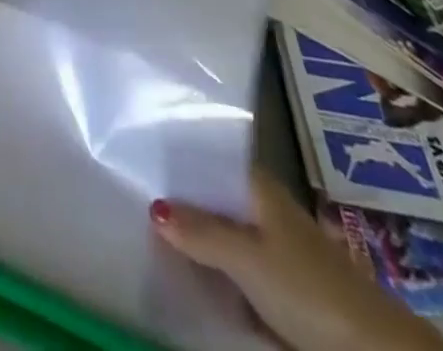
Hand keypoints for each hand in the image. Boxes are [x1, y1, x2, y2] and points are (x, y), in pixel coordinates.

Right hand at [151, 172, 442, 350]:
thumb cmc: (309, 288)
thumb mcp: (248, 258)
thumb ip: (200, 231)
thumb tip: (152, 204)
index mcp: (258, 187)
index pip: (208, 158)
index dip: (176, 158)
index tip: (136, 154)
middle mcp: (264, 208)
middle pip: (212, 198)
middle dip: (179, 201)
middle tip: (132, 195)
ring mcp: (273, 248)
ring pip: (221, 234)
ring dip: (194, 238)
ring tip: (149, 232)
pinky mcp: (279, 286)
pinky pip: (233, 268)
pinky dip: (212, 268)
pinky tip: (187, 272)